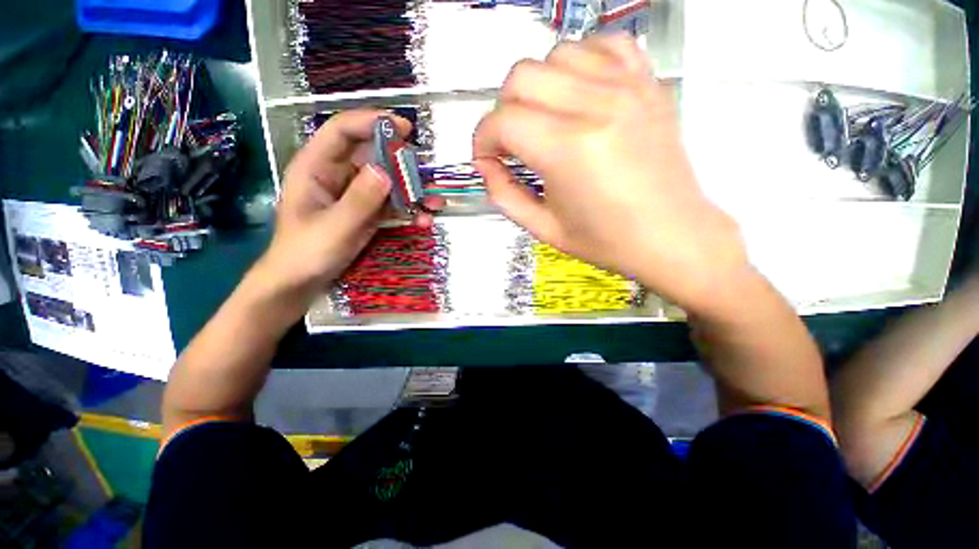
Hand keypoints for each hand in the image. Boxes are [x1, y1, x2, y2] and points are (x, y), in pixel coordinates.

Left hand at [258, 110, 436, 301]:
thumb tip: (385, 170)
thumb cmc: (306, 253)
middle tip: (426, 174)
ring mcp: (354, 193)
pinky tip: (423, 220)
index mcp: (316, 166)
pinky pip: (391, 203)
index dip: (372, 122)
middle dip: (401, 161)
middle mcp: (337, 174)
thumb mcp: (334, 227)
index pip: (343, 131)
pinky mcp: (367, 210)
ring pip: (387, 180)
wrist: (301, 281)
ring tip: (434, 202)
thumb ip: (359, 200)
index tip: (405, 128)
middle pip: (372, 154)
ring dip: (412, 189)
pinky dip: (409, 209)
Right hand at [473, 34, 748, 313]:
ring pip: (556, 55)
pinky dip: (581, 62)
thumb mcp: (543, 228)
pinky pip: (604, 45)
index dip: (482, 141)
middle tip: (511, 142)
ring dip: (537, 87)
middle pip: (521, 77)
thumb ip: (504, 195)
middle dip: (503, 111)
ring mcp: (627, 88)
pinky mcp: (648, 84)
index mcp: (567, 151)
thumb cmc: (607, 241)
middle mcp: (596, 107)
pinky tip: (579, 93)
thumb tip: (486, 165)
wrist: (671, 236)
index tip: (486, 158)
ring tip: (544, 120)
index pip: (502, 122)